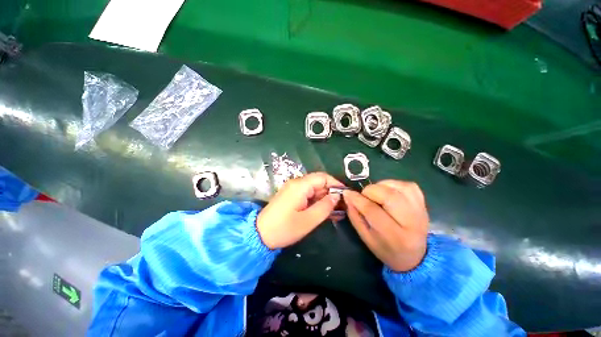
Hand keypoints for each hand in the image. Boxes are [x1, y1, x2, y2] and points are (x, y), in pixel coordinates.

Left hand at [257, 172, 344, 248]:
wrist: (259, 234)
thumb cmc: (284, 228)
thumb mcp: (308, 220)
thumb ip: (325, 207)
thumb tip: (336, 196)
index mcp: (300, 186)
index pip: (323, 177)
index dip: (336, 184)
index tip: (346, 195)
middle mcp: (296, 183)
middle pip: (319, 182)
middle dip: (331, 193)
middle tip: (342, 206)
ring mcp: (293, 189)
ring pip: (314, 189)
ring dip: (325, 198)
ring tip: (336, 211)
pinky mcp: (291, 195)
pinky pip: (308, 194)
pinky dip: (317, 201)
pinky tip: (324, 211)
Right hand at [343, 180, 428, 271]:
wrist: (415, 256)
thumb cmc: (386, 248)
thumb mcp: (365, 237)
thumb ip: (355, 216)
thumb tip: (348, 195)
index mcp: (394, 236)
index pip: (372, 211)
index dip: (357, 199)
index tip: (347, 193)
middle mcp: (411, 222)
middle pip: (389, 196)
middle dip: (370, 191)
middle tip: (364, 196)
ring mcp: (420, 210)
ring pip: (399, 187)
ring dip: (381, 186)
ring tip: (376, 194)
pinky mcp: (423, 202)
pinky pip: (407, 185)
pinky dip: (393, 184)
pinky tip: (387, 191)